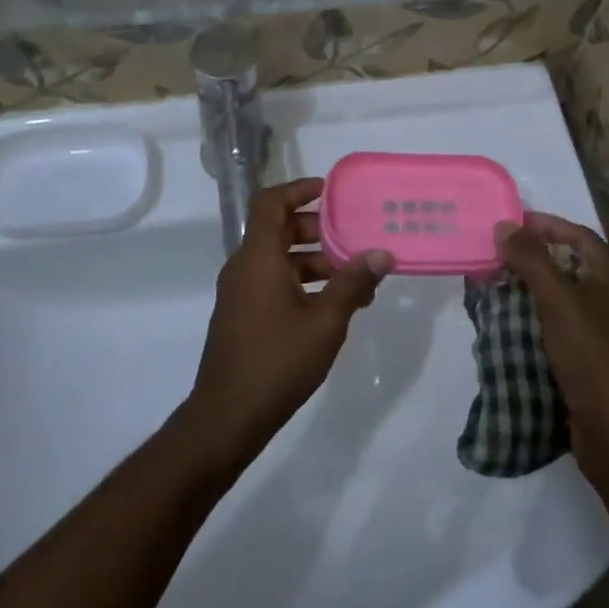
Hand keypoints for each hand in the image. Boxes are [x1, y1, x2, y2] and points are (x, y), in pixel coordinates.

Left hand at [181, 178, 390, 471]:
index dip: (298, 189)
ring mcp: (240, 293)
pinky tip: (333, 306)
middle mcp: (244, 267)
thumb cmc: (277, 361)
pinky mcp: (242, 315)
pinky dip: (301, 282)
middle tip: (353, 237)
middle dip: (317, 229)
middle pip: (278, 229)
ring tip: (354, 277)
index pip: (270, 203)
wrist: (227, 417)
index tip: (330, 191)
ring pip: (279, 259)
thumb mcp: (325, 321)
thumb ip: (353, 283)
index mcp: (259, 258)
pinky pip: (273, 282)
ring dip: (314, 260)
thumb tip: (381, 253)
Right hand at [496, 213, 608, 494]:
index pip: (578, 235)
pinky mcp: (591, 358)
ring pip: (562, 297)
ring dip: (531, 288)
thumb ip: (531, 260)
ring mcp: (604, 330)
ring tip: (495, 285)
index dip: (545, 224)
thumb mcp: (557, 300)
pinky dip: (535, 318)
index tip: (510, 223)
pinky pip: (559, 325)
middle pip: (569, 264)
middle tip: (496, 253)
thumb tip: (504, 225)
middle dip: (532, 256)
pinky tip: (509, 323)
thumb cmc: (591, 354)